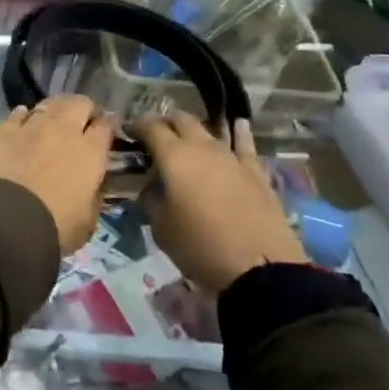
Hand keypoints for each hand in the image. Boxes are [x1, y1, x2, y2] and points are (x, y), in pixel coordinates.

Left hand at [0, 96, 116, 255]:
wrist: (8, 221)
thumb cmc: (56, 226)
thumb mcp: (88, 219)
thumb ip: (93, 195)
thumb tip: (92, 185)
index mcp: (90, 152)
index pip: (106, 125)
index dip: (108, 125)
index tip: (107, 130)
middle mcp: (63, 130)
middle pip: (79, 103)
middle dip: (84, 109)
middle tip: (81, 122)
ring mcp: (31, 126)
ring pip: (48, 103)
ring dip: (55, 110)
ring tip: (53, 120)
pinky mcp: (3, 129)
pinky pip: (18, 113)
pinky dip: (23, 117)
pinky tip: (23, 123)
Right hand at [136, 112, 305, 295]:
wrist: (260, 269)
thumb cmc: (200, 247)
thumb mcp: (160, 228)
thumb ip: (151, 199)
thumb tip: (152, 188)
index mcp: (173, 156)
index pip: (150, 127)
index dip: (136, 126)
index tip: (128, 132)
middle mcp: (202, 147)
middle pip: (181, 120)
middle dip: (165, 122)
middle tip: (155, 135)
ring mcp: (231, 157)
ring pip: (209, 130)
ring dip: (194, 129)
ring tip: (186, 135)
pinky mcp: (256, 172)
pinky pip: (245, 145)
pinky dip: (239, 133)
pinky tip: (239, 124)